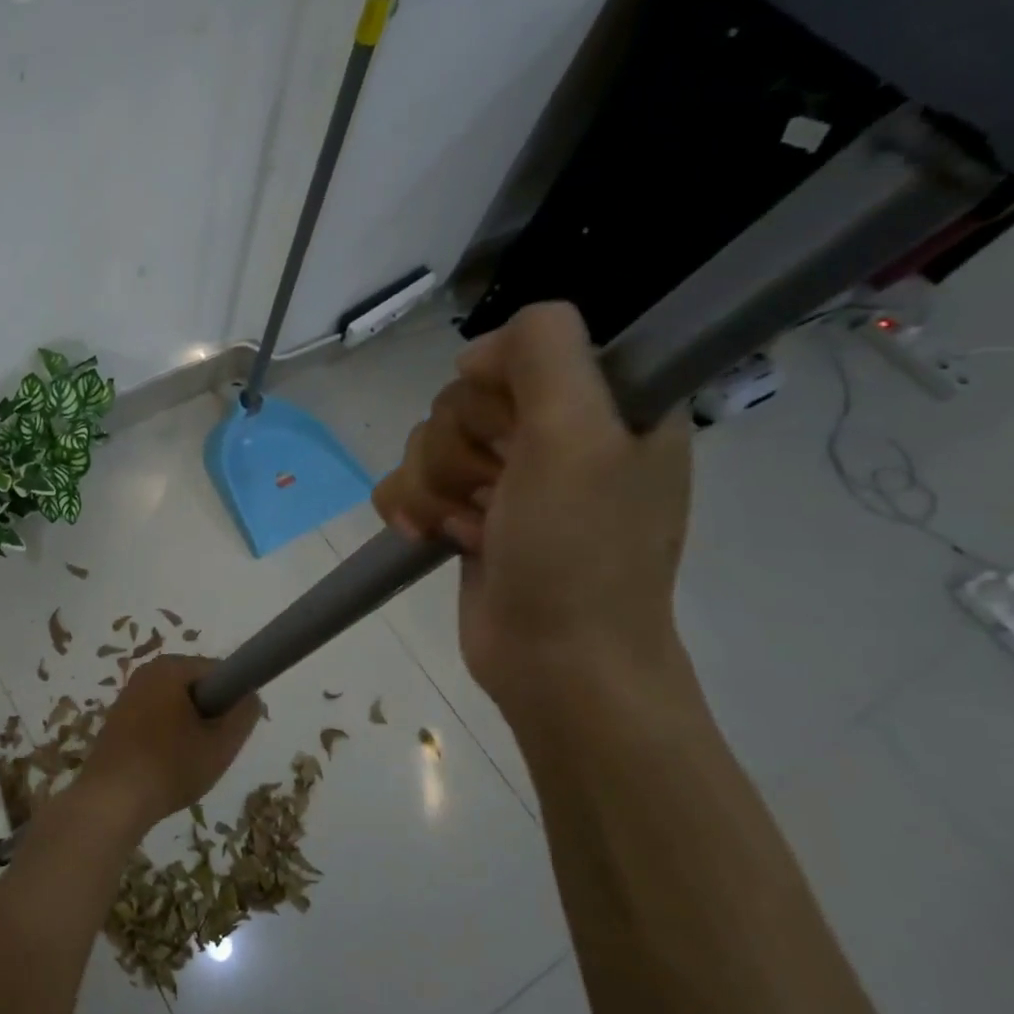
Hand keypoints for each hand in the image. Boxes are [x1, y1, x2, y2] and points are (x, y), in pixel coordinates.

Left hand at [86, 656, 261, 825]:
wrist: (111, 801)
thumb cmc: (170, 766)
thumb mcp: (221, 744)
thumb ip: (244, 714)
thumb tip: (250, 697)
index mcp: (169, 667)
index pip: (219, 672)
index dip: (232, 701)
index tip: (229, 733)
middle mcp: (146, 673)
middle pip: (197, 689)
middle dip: (209, 717)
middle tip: (210, 751)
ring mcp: (128, 696)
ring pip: (177, 708)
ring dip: (189, 731)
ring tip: (187, 763)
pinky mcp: (118, 721)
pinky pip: (156, 721)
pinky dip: (167, 740)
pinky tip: (166, 768)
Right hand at [371, 302, 691, 715]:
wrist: (557, 663)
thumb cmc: (578, 553)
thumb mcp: (578, 436)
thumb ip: (543, 353)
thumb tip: (476, 354)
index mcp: (605, 404)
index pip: (524, 350)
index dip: (501, 388)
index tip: (515, 433)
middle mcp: (556, 434)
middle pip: (464, 398)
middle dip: (461, 449)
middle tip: (496, 493)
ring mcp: (508, 478)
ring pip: (429, 440)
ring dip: (435, 486)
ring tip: (468, 529)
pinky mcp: (466, 514)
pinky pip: (408, 482)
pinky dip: (411, 507)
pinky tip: (429, 537)